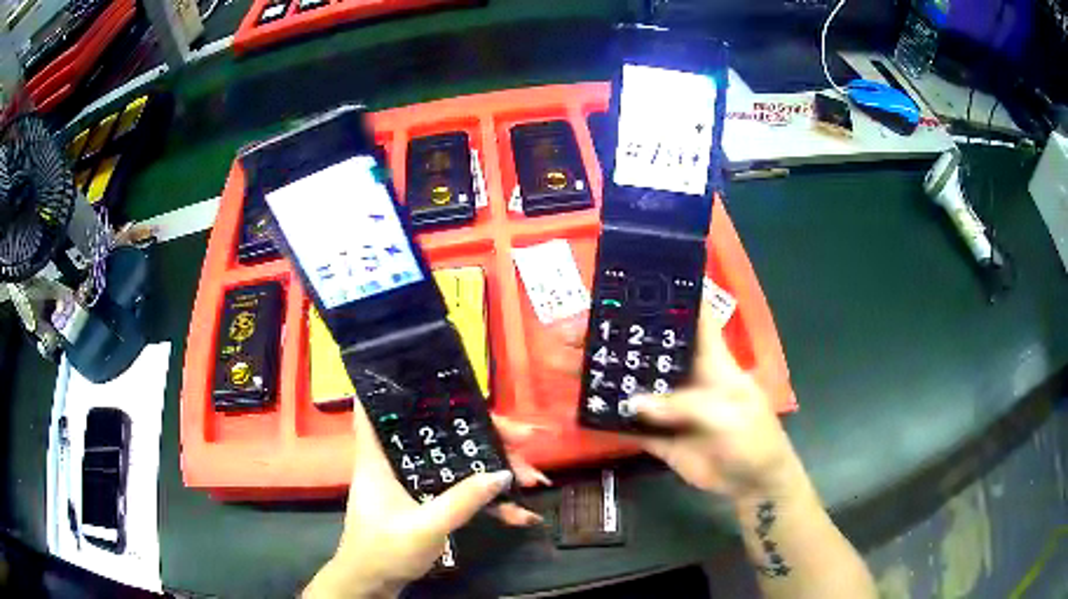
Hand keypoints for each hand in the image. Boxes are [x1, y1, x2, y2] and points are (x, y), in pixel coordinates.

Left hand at [304, 403, 549, 598]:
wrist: (373, 585)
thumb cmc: (384, 551)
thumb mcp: (425, 527)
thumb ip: (462, 501)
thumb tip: (502, 475)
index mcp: (380, 459)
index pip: (377, 409)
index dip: (398, 387)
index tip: (437, 375)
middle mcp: (397, 464)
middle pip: (439, 435)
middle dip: (484, 436)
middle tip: (525, 439)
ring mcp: (414, 484)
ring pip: (456, 462)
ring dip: (494, 470)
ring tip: (535, 479)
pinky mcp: (426, 502)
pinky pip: (459, 491)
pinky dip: (486, 501)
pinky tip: (518, 514)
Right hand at [546, 312, 798, 503]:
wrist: (751, 482)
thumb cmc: (752, 437)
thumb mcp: (727, 413)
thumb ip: (684, 405)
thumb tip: (634, 402)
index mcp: (709, 359)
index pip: (690, 317)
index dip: (668, 297)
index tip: (633, 283)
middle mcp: (685, 377)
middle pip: (646, 350)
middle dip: (614, 337)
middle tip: (574, 330)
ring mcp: (669, 407)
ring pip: (630, 386)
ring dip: (600, 376)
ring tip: (563, 363)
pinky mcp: (658, 436)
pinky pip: (627, 424)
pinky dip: (604, 417)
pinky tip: (577, 408)